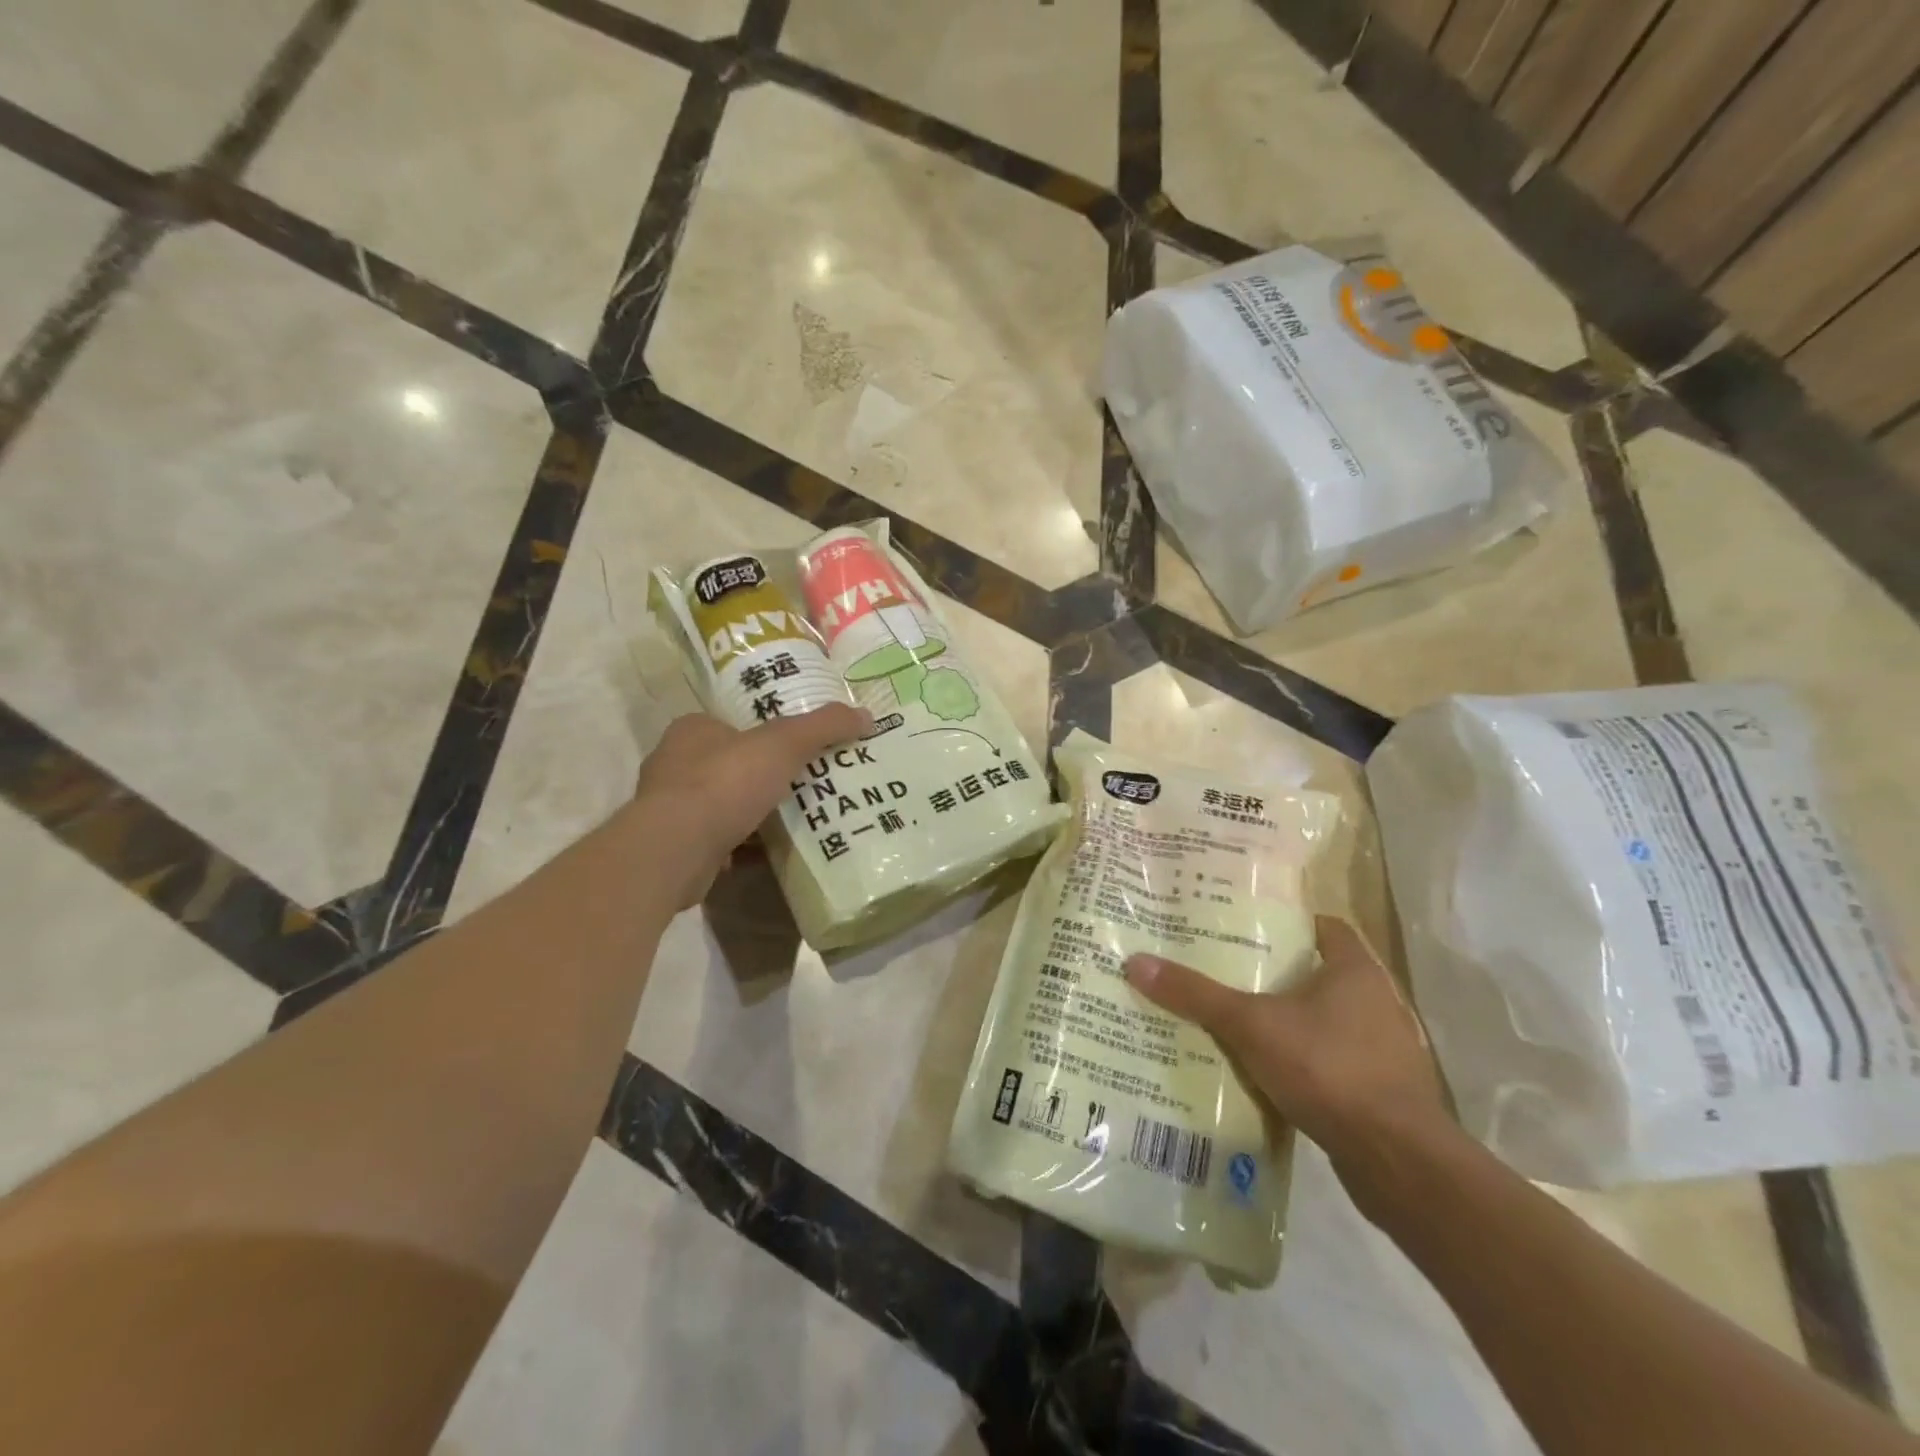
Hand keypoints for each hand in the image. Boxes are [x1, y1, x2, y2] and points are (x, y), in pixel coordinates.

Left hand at [634, 705, 871, 907]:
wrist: (675, 850)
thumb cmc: (724, 783)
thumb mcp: (784, 744)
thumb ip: (824, 726)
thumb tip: (866, 715)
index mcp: (692, 730)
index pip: (732, 725)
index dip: (765, 735)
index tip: (797, 750)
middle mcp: (674, 764)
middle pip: (729, 764)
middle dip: (762, 776)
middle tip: (804, 784)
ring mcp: (670, 808)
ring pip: (723, 803)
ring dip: (753, 811)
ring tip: (796, 818)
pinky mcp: (675, 846)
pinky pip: (718, 839)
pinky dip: (743, 844)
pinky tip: (772, 851)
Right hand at [1123, 918, 1445, 1166]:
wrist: (1397, 1162)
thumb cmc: (1329, 1068)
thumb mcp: (1251, 1026)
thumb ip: (1196, 995)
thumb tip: (1136, 963)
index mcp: (1355, 970)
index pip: (1322, 926)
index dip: (1283, 923)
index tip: (1241, 927)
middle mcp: (1376, 1002)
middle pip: (1316, 974)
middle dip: (1273, 974)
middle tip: (1222, 971)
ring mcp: (1384, 1049)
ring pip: (1324, 1021)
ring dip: (1287, 1022)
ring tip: (1235, 1021)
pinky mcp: (1382, 1091)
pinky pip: (1331, 1061)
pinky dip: (1301, 1061)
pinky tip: (1264, 1072)